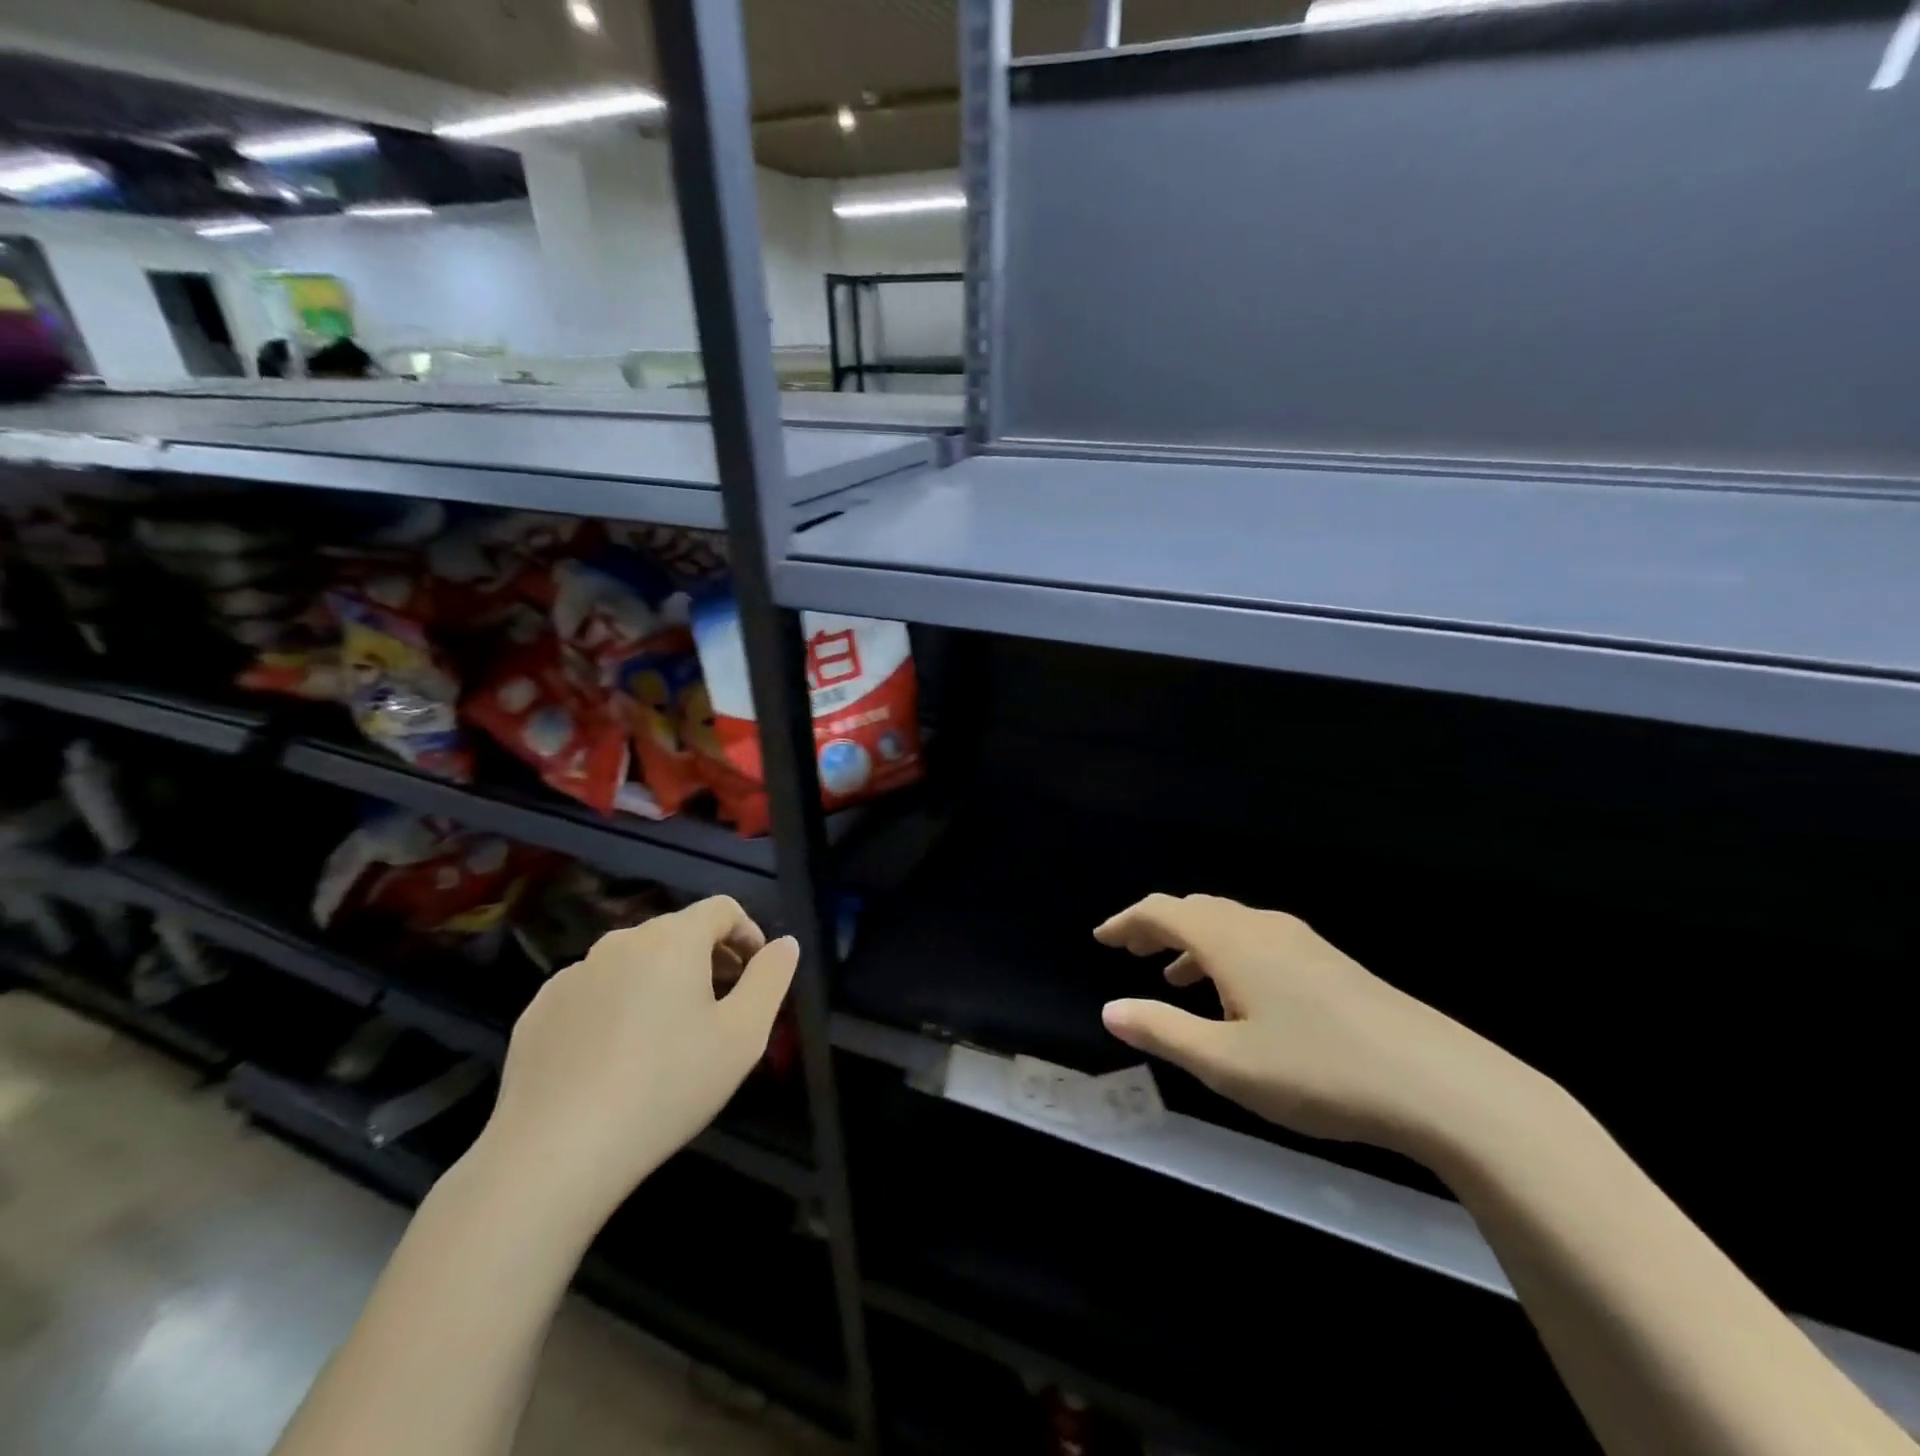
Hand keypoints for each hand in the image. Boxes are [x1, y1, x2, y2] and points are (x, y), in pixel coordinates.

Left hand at [473, 896, 798, 1228]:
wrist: (554, 1154)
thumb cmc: (666, 1087)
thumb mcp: (743, 1036)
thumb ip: (771, 978)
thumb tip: (784, 944)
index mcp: (672, 940)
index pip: (721, 909)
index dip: (747, 933)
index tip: (754, 974)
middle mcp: (619, 942)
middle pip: (677, 933)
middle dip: (707, 959)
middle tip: (719, 1008)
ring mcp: (572, 975)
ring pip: (633, 962)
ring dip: (661, 981)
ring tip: (667, 1037)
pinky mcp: (538, 1010)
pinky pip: (593, 992)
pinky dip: (616, 1006)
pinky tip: (616, 1058)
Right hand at [1096, 894, 1535, 1157]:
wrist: (1441, 1084)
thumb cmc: (1319, 1072)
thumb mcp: (1226, 1064)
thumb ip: (1163, 1032)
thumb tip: (1110, 1010)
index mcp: (1232, 942)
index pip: (1163, 912)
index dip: (1127, 921)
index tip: (1101, 938)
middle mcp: (1263, 928)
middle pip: (1197, 910)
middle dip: (1158, 927)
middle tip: (1131, 952)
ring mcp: (1303, 943)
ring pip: (1232, 926)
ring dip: (1194, 942)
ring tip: (1176, 977)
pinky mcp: (1332, 964)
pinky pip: (1260, 942)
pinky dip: (1229, 955)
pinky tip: (1241, 998)